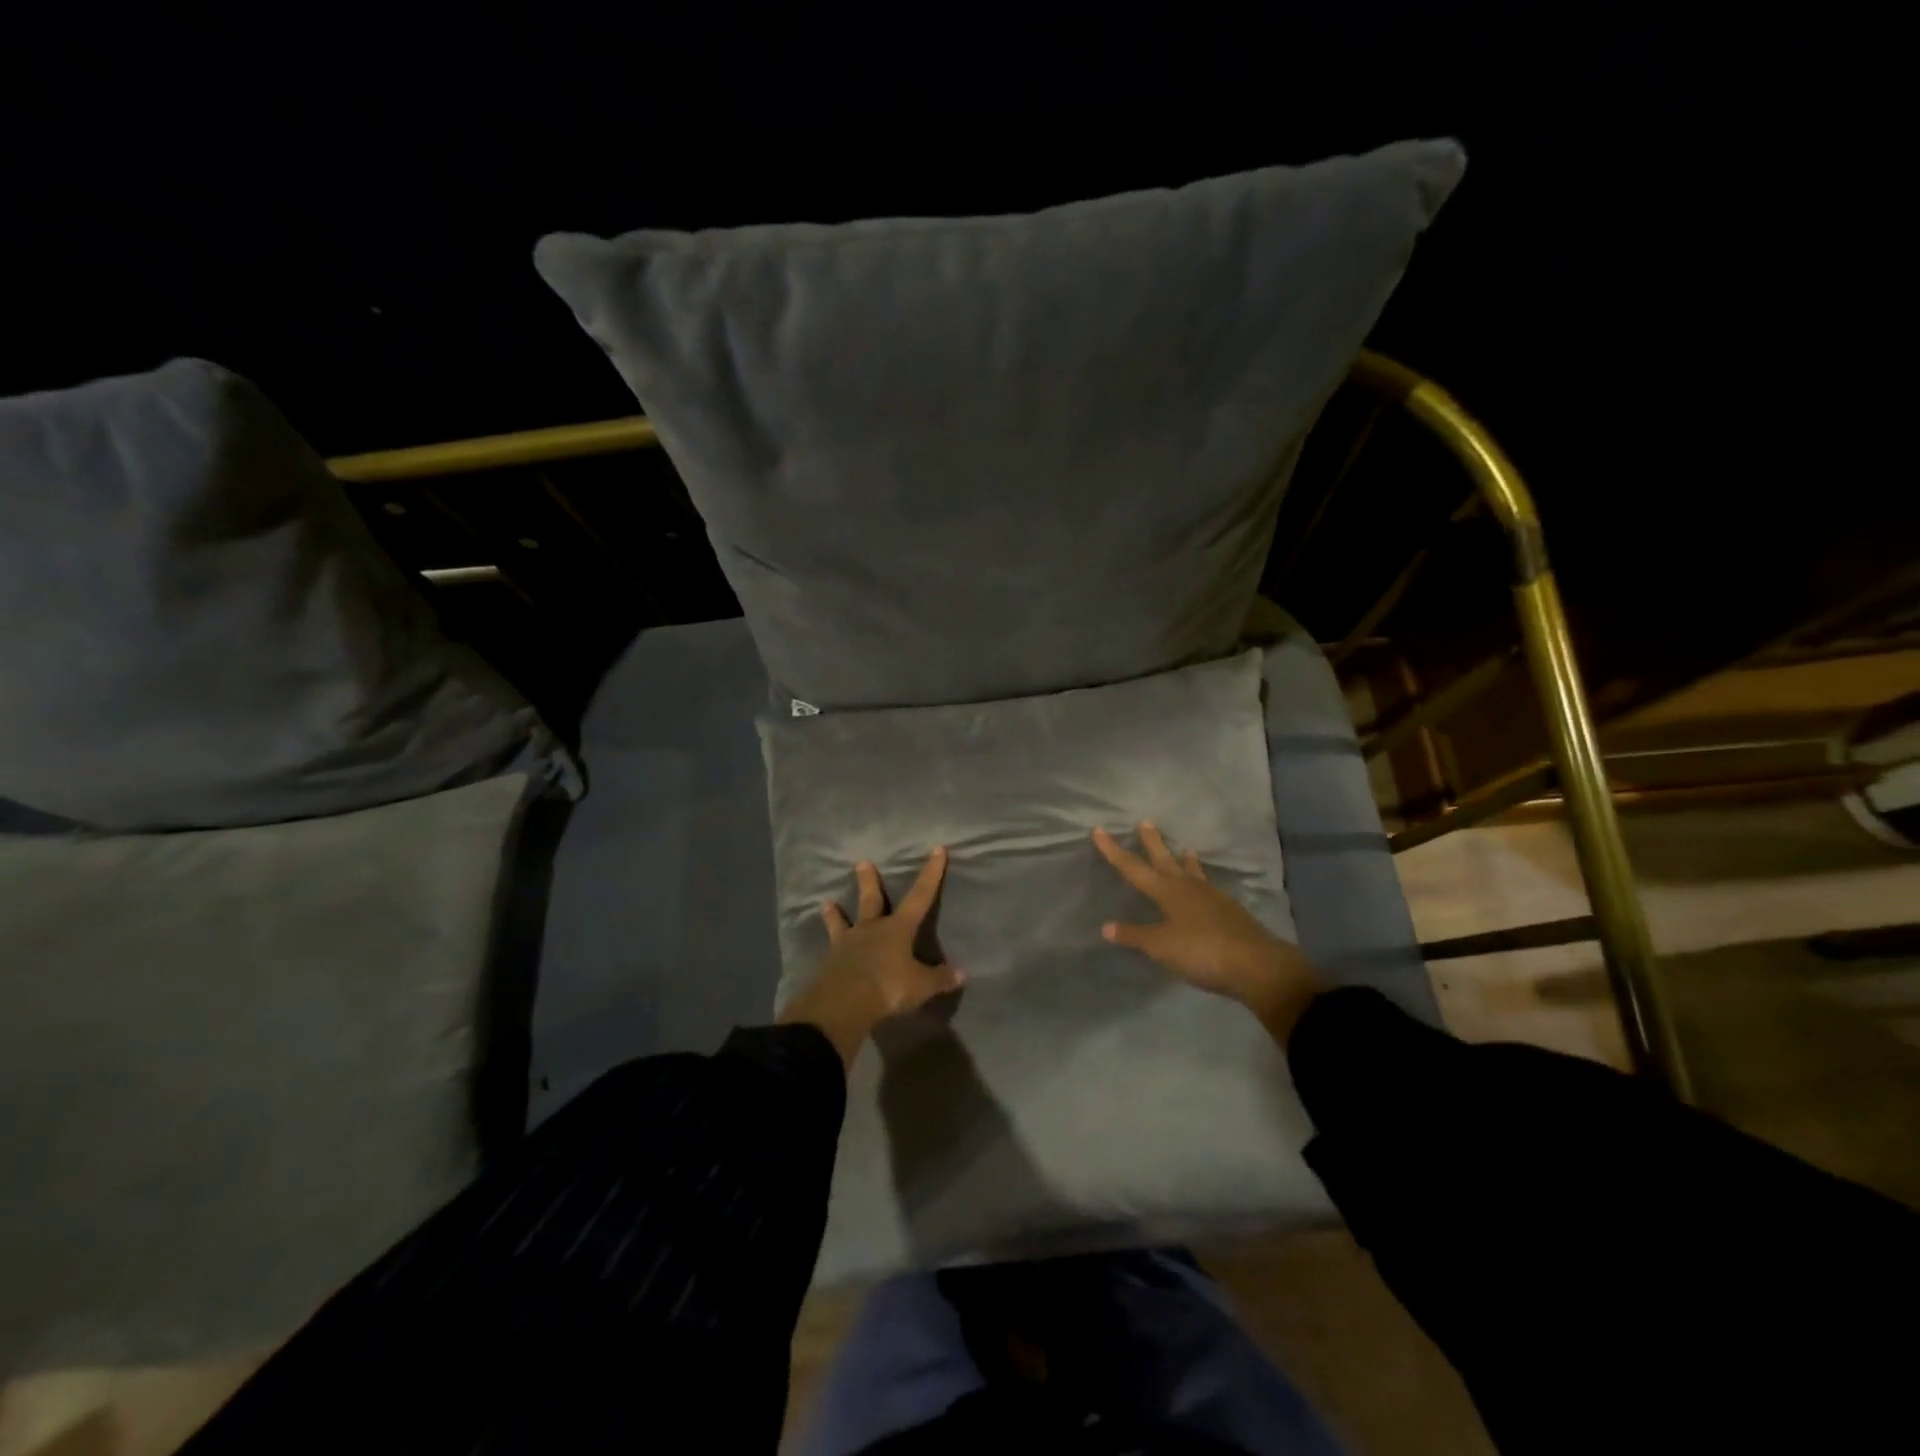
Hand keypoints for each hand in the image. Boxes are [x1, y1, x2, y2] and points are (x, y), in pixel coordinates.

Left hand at [779, 849, 964, 1070]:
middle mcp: (872, 929)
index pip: (920, 896)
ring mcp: (847, 943)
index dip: (931, 874)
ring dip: (836, 913)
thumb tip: (961, 973)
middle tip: (862, 863)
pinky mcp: (830, 961)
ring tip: (827, 902)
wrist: (841, 1005)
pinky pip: (831, 947)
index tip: (937, 850)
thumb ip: (939, 978)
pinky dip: (830, 942)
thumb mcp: (920, 986)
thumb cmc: (887, 988)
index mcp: (898, 928)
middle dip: (869, 881)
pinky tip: (825, 947)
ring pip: (843, 922)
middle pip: (872, 900)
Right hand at [1092, 823, 1319, 1039]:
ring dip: (1185, 861)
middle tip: (1146, 822)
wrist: (1255, 965)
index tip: (1099, 829)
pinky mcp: (1229, 912)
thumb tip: (1106, 926)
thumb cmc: (1201, 951)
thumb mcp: (1161, 947)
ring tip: (1185, 849)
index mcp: (1167, 892)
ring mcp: (1212, 898)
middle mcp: (1188, 888)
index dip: (1114, 850)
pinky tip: (1205, 889)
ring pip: (1192, 873)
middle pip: (1165, 860)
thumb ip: (1135, 935)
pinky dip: (1202, 883)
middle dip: (1152, 843)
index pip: (1133, 868)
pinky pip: (1208, 889)